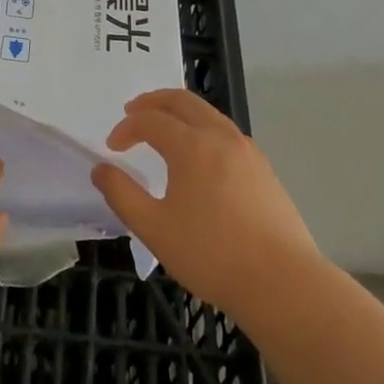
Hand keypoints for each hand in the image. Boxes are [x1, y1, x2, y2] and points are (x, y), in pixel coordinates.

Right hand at [91, 89, 321, 317]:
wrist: (282, 283)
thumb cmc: (211, 255)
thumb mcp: (154, 229)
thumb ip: (122, 195)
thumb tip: (101, 169)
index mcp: (192, 145)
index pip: (150, 120)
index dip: (126, 128)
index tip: (112, 149)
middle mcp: (220, 136)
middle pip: (182, 101)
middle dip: (153, 102)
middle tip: (132, 112)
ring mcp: (247, 150)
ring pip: (208, 113)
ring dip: (180, 112)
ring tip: (164, 128)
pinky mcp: (264, 169)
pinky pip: (225, 132)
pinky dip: (202, 128)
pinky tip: (199, 155)